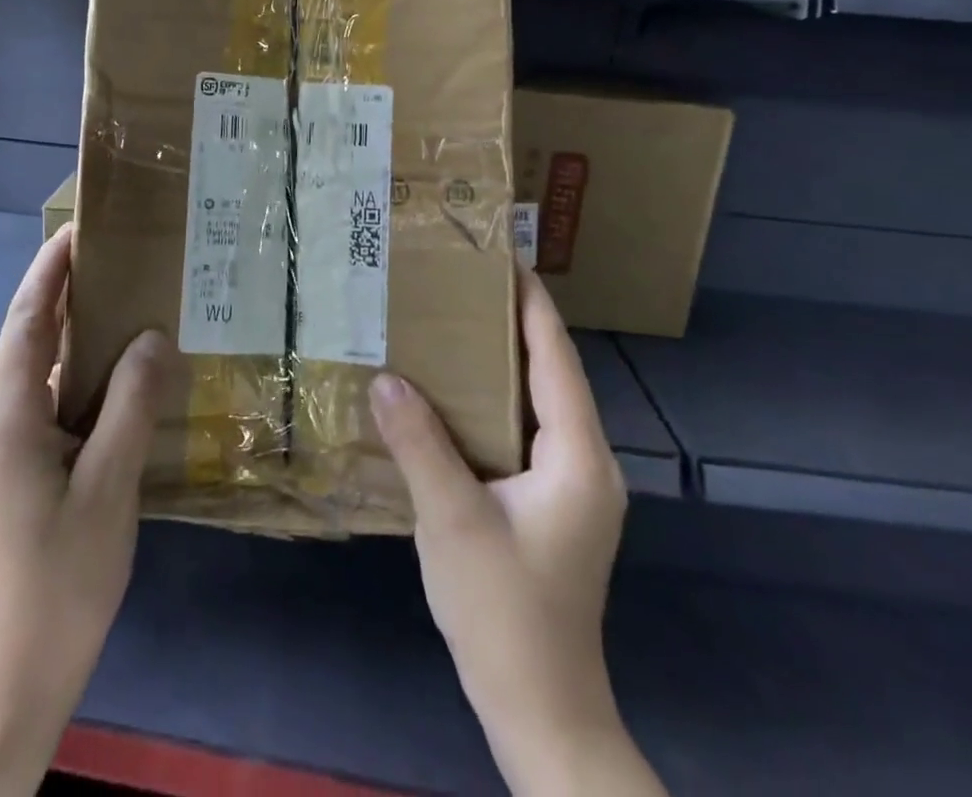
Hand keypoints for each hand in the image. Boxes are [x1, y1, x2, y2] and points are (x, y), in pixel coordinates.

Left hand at [0, 226, 175, 796]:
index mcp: (3, 415)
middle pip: (23, 340)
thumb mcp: (109, 487)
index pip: (25, 319)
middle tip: (113, 262)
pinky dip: (64, 380)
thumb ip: (130, 403)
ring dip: (65, 339)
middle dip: (61, 295)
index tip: (80, 229)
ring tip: (117, 312)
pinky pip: (29, 405)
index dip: (50, 269)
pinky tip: (102, 387)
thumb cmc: (59, 581)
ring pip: (27, 375)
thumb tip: (151, 336)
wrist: (3, 682)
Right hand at [370, 268, 664, 796]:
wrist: (541, 715)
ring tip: (452, 322)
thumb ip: (419, 443)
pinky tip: (452, 394)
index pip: (556, 359)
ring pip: (537, 403)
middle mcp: (586, 463)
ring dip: (501, 362)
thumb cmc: (505, 615)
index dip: (532, 304)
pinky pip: (523, 431)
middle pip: (550, 374)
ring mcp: (571, 487)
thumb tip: (385, 375)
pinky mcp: (551, 506)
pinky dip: (492, 401)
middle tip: (461, 282)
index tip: (503, 256)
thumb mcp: (453, 521)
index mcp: (578, 458)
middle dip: (511, 323)